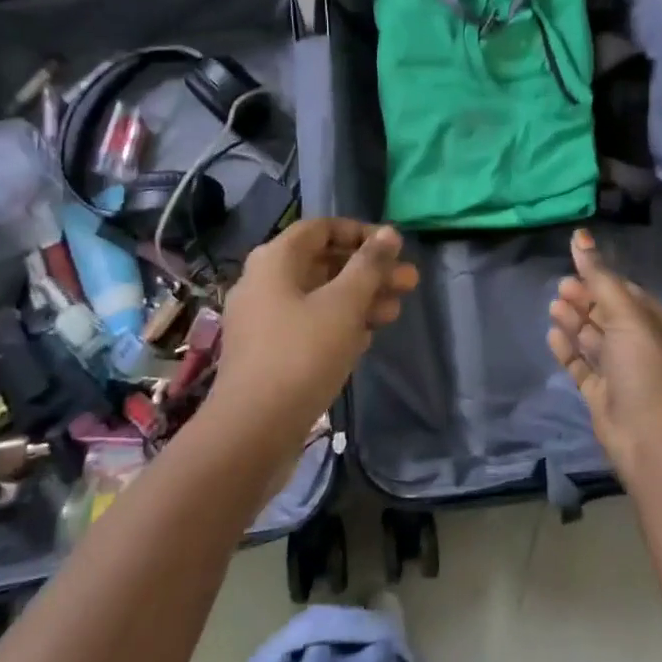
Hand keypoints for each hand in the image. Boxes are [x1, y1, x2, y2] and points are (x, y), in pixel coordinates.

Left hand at [210, 219, 416, 449]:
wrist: (251, 433)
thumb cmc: (301, 354)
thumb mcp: (344, 304)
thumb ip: (369, 265)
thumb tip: (390, 232)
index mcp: (275, 260)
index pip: (321, 228)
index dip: (360, 232)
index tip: (394, 247)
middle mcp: (264, 283)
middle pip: (324, 263)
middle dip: (368, 271)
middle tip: (409, 282)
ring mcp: (264, 320)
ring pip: (320, 296)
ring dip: (360, 299)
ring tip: (397, 311)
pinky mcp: (269, 353)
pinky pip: (310, 324)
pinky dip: (340, 323)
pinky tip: (368, 336)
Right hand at [549, 229, 661, 480]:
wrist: (648, 438)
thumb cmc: (645, 366)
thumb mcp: (626, 314)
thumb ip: (599, 276)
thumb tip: (580, 235)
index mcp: (659, 325)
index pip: (627, 293)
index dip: (601, 278)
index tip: (574, 264)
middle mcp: (643, 346)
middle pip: (608, 314)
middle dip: (585, 299)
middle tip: (561, 287)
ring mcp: (623, 372)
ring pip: (594, 339)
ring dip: (575, 321)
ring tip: (554, 306)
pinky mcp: (603, 394)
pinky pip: (583, 365)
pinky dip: (569, 349)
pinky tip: (553, 335)